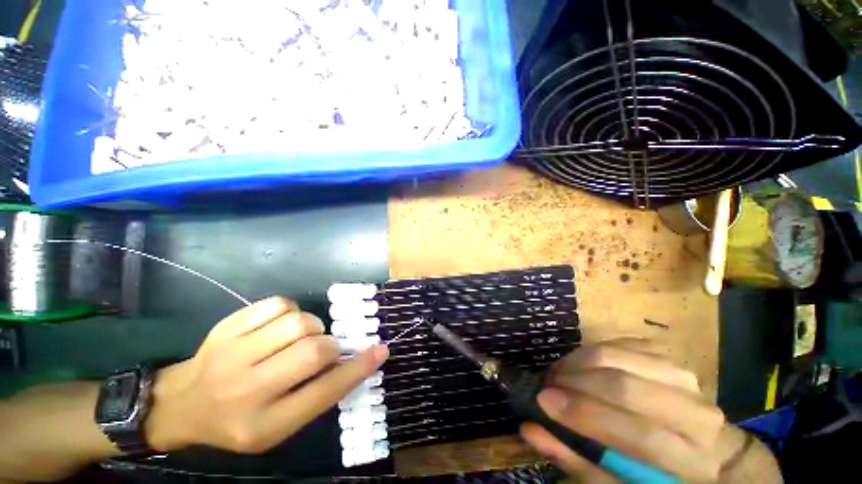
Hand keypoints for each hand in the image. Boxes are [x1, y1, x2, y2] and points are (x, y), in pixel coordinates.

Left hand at [144, 297, 387, 452]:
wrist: (182, 404)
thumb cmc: (237, 420)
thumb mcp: (278, 426)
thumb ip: (317, 395)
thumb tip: (354, 360)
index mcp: (263, 424)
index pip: (323, 393)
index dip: (357, 369)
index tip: (381, 350)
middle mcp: (246, 391)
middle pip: (312, 352)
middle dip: (330, 346)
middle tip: (323, 349)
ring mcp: (232, 354)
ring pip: (298, 322)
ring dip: (311, 326)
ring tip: (300, 337)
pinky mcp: (227, 327)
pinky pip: (278, 304)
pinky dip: (290, 311)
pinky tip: (281, 325)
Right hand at [520, 339, 780, 482]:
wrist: (701, 446)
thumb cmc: (656, 473)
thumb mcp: (618, 481)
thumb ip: (577, 458)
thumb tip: (530, 428)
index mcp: (692, 461)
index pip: (640, 436)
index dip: (585, 416)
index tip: (543, 401)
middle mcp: (696, 413)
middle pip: (625, 386)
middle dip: (575, 382)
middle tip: (546, 385)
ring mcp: (682, 376)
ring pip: (616, 357)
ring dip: (576, 363)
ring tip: (558, 375)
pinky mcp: (665, 354)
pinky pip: (616, 343)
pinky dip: (589, 352)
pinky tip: (579, 366)